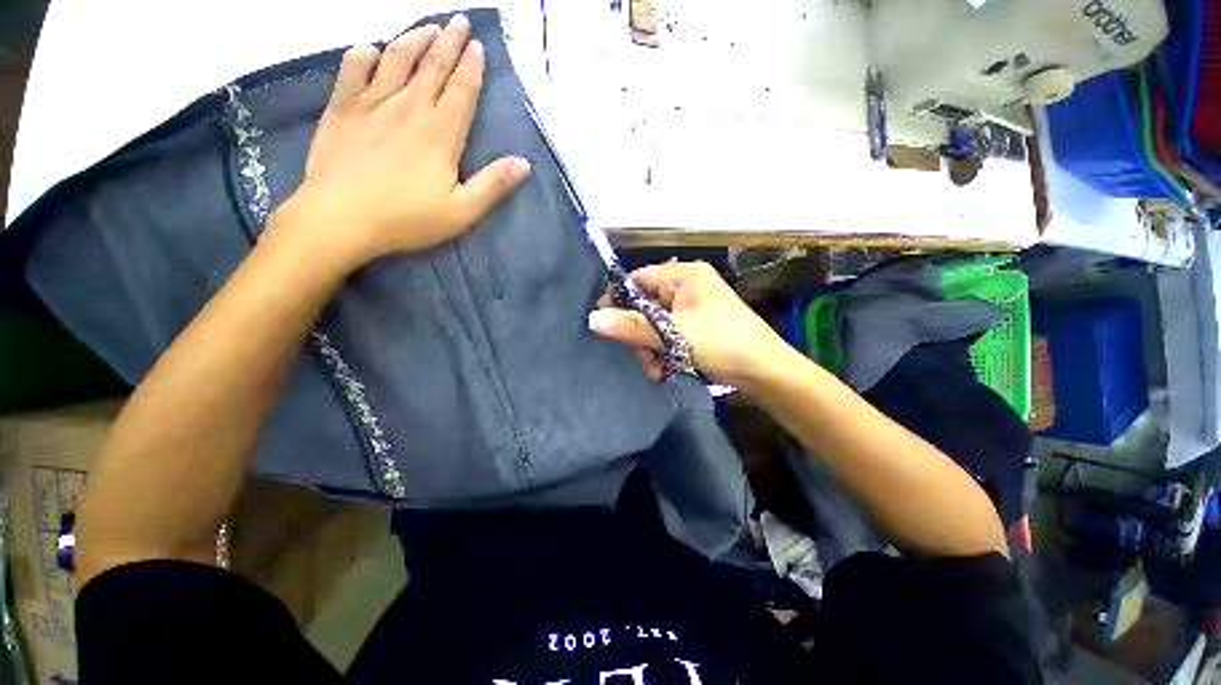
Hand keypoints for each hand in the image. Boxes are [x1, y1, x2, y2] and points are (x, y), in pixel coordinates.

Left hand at [269, 14, 530, 268]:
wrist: (340, 217)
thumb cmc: (407, 218)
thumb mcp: (462, 211)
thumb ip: (493, 185)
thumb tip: (524, 164)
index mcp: (441, 133)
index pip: (461, 90)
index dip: (472, 67)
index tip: (478, 46)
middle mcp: (409, 107)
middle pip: (432, 66)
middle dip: (449, 42)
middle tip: (459, 21)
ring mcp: (372, 104)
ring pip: (397, 59)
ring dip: (414, 39)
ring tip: (428, 27)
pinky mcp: (342, 108)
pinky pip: (353, 70)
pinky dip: (364, 55)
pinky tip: (372, 49)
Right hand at [588, 262, 797, 387]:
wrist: (764, 373)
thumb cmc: (723, 343)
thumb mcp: (675, 333)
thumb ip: (633, 326)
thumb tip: (593, 320)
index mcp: (684, 276)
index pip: (638, 280)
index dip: (618, 300)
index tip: (603, 324)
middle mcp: (684, 289)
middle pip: (643, 307)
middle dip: (639, 335)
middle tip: (644, 358)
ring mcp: (688, 311)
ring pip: (652, 327)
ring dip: (649, 350)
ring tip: (656, 371)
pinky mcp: (692, 331)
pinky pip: (665, 338)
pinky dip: (661, 355)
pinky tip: (663, 372)